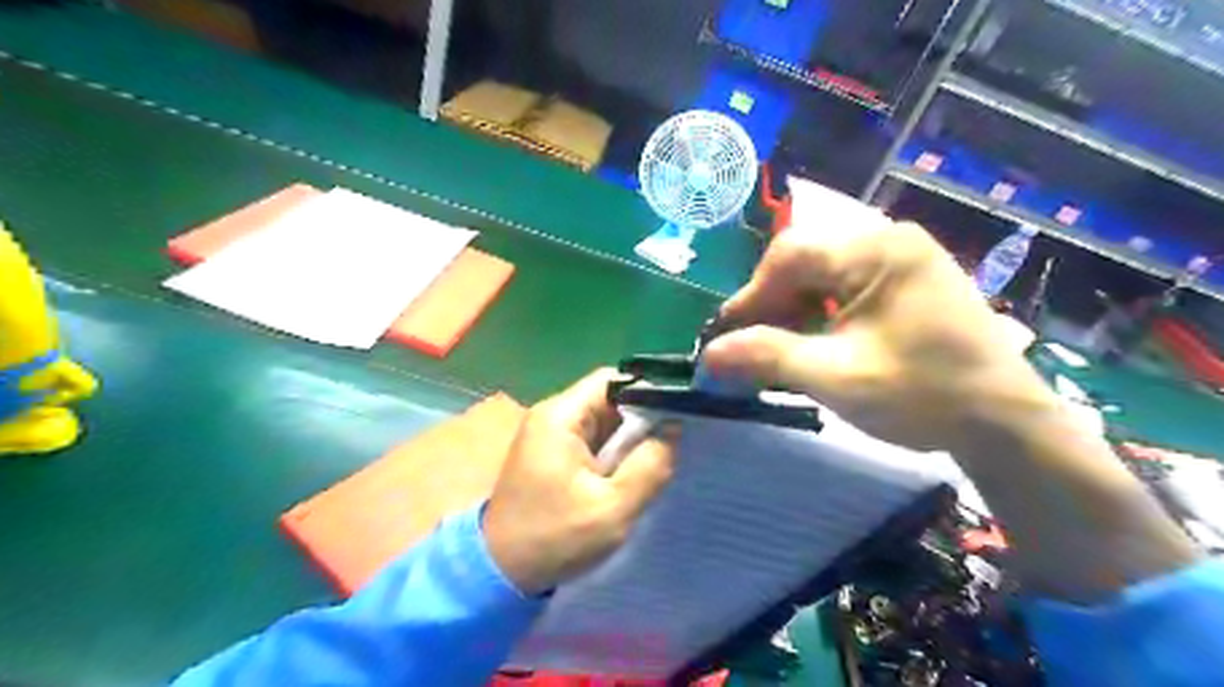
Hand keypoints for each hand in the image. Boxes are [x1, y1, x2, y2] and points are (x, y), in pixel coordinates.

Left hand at [485, 371, 677, 595]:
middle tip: (674, 441)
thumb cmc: (555, 538)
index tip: (678, 412)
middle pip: (608, 399)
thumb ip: (649, 465)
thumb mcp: (613, 508)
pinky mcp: (553, 454)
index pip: (612, 380)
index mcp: (560, 417)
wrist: (501, 572)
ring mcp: (550, 435)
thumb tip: (673, 428)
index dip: (648, 390)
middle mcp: (552, 416)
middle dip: (642, 418)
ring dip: (629, 437)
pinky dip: (615, 451)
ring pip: (603, 420)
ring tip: (659, 457)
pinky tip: (633, 470)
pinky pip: (592, 439)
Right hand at [702, 213, 1047, 449]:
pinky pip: (846, 288)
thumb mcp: (834, 376)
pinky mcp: (908, 282)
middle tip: (750, 347)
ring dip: (793, 312)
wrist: (1004, 424)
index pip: (789, 256)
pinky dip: (820, 315)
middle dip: (771, 306)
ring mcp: (902, 260)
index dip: (749, 296)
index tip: (726, 338)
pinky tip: (812, 344)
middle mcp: (889, 240)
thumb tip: (707, 355)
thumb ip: (766, 357)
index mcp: (877, 250)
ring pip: (822, 276)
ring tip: (777, 350)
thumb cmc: (921, 395)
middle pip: (805, 262)